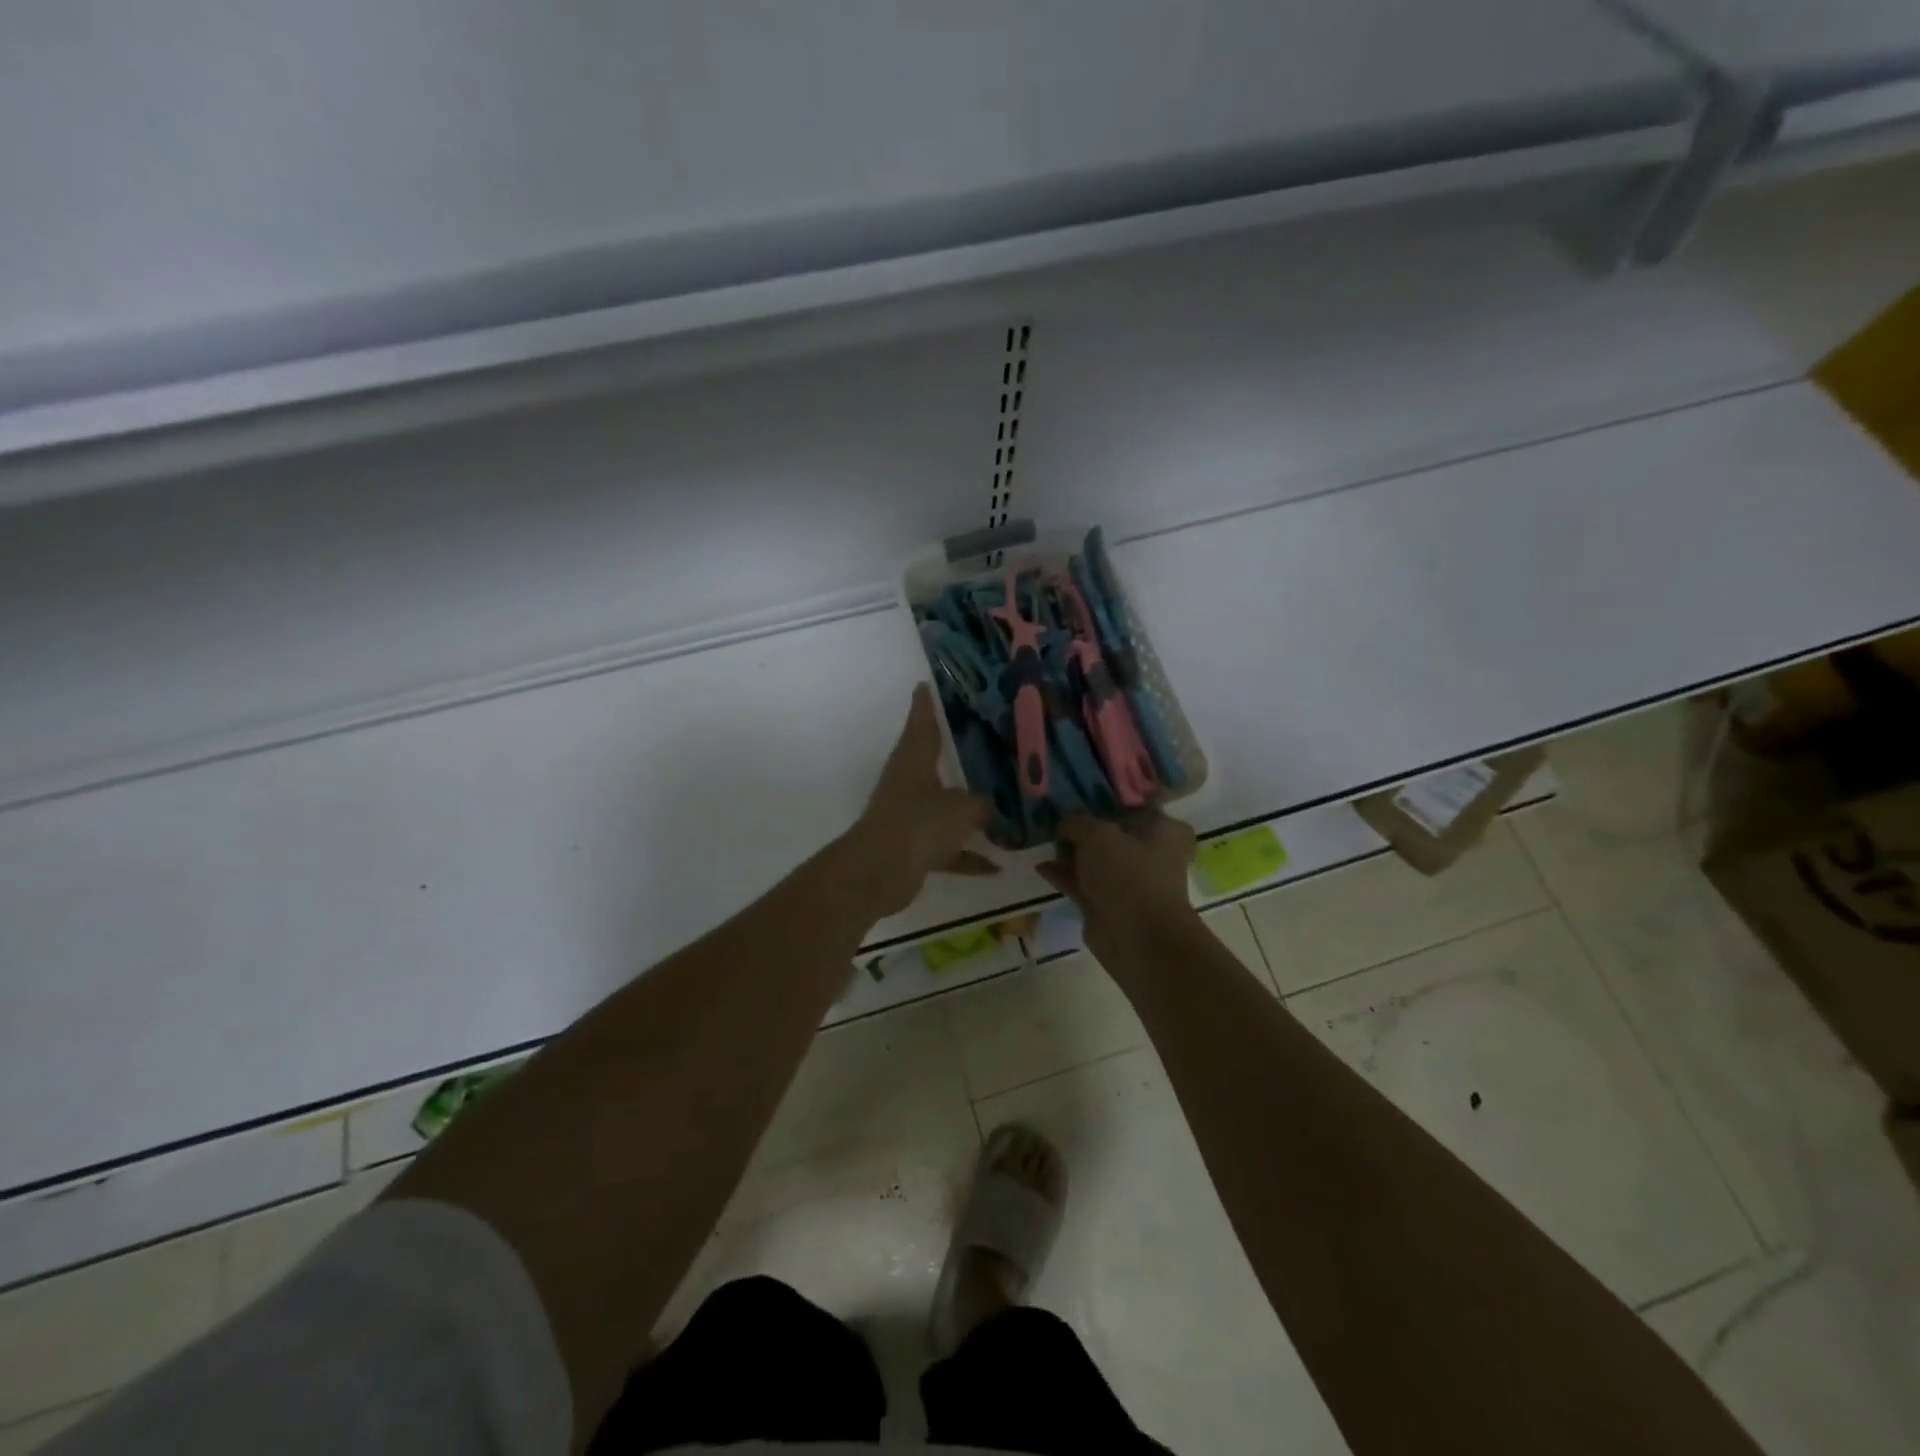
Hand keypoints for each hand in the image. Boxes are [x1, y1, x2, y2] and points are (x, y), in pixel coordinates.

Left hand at [842, 686, 997, 918]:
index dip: (925, 705)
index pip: (922, 724)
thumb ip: (980, 805)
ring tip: (998, 812)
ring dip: (965, 814)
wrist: (880, 872)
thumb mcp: (962, 809)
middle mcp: (908, 784)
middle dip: (950, 754)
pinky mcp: (911, 848)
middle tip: (976, 740)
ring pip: (941, 808)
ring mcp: (908, 817)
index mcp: (914, 761)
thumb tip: (988, 807)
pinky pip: (945, 848)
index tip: (925, 685)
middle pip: (930, 762)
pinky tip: (995, 867)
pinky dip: (966, 856)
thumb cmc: (920, 824)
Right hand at [1039, 812, 1199, 970]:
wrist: (1137, 939)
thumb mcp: (1097, 834)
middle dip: (1084, 827)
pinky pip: (1082, 882)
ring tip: (1043, 837)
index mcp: (1164, 830)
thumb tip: (1065, 825)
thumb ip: (1077, 822)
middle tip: (1055, 813)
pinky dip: (1064, 874)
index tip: (1078, 793)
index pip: (1134, 805)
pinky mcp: (1109, 905)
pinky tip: (1040, 865)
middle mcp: (1151, 854)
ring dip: (1071, 851)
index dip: (1106, 799)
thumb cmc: (1128, 875)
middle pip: (1112, 832)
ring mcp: (1129, 881)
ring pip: (1095, 859)